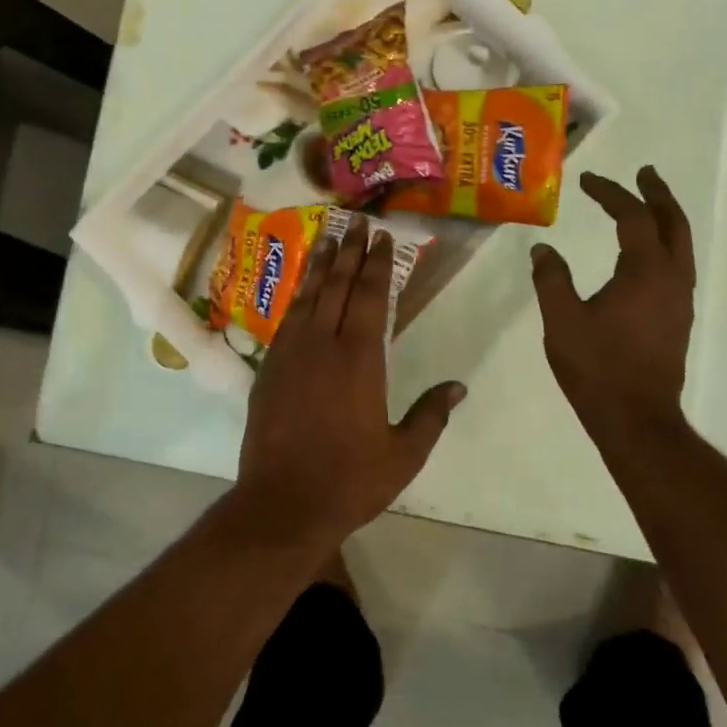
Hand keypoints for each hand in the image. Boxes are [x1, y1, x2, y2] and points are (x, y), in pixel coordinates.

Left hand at [233, 222, 465, 548]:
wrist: (282, 503)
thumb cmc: (350, 481)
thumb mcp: (403, 454)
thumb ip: (431, 415)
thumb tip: (458, 386)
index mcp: (360, 359)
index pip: (372, 297)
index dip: (378, 264)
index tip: (383, 237)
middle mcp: (323, 345)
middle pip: (339, 286)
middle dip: (350, 252)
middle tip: (356, 223)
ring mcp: (290, 354)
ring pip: (308, 296)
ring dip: (320, 265)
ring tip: (328, 238)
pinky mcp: (268, 369)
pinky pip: (287, 319)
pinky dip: (298, 296)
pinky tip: (303, 289)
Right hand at [530, 166, 695, 443]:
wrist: (636, 418)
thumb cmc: (597, 367)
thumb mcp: (562, 320)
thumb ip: (551, 279)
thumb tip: (542, 249)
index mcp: (645, 272)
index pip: (632, 218)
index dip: (610, 194)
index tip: (586, 182)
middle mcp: (672, 279)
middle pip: (673, 223)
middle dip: (657, 194)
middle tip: (643, 173)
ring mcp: (680, 300)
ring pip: (681, 245)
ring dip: (665, 218)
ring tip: (647, 203)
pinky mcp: (678, 318)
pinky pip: (677, 265)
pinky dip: (664, 244)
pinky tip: (645, 252)